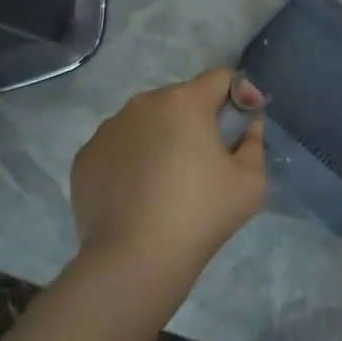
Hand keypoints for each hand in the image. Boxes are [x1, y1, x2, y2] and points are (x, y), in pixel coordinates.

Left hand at [70, 70, 267, 280]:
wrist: (134, 262)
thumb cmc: (200, 215)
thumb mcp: (252, 181)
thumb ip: (255, 142)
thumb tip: (247, 125)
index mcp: (184, 101)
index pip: (221, 78)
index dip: (239, 96)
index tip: (243, 126)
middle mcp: (143, 103)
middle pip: (182, 99)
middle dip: (199, 120)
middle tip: (208, 159)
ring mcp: (109, 129)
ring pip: (147, 121)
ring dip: (163, 137)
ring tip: (169, 180)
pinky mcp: (86, 156)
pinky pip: (120, 146)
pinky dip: (133, 159)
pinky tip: (139, 194)